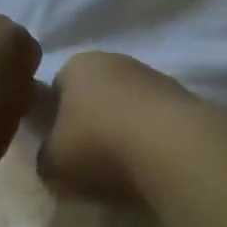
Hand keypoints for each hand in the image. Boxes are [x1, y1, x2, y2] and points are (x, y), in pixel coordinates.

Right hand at [37, 51, 198, 200]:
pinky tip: (151, 162)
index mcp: (76, 65)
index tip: (60, 149)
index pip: (56, 88)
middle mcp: (113, 59)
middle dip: (91, 122)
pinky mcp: (181, 95)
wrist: (171, 145)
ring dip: (123, 129)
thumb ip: (45, 156)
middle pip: (94, 94)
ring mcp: (151, 74)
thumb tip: (53, 156)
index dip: (55, 120)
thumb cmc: (98, 145)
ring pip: (126, 104)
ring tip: (124, 167)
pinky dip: (150, 137)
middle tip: (90, 160)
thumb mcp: (51, 163)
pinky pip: (154, 118)